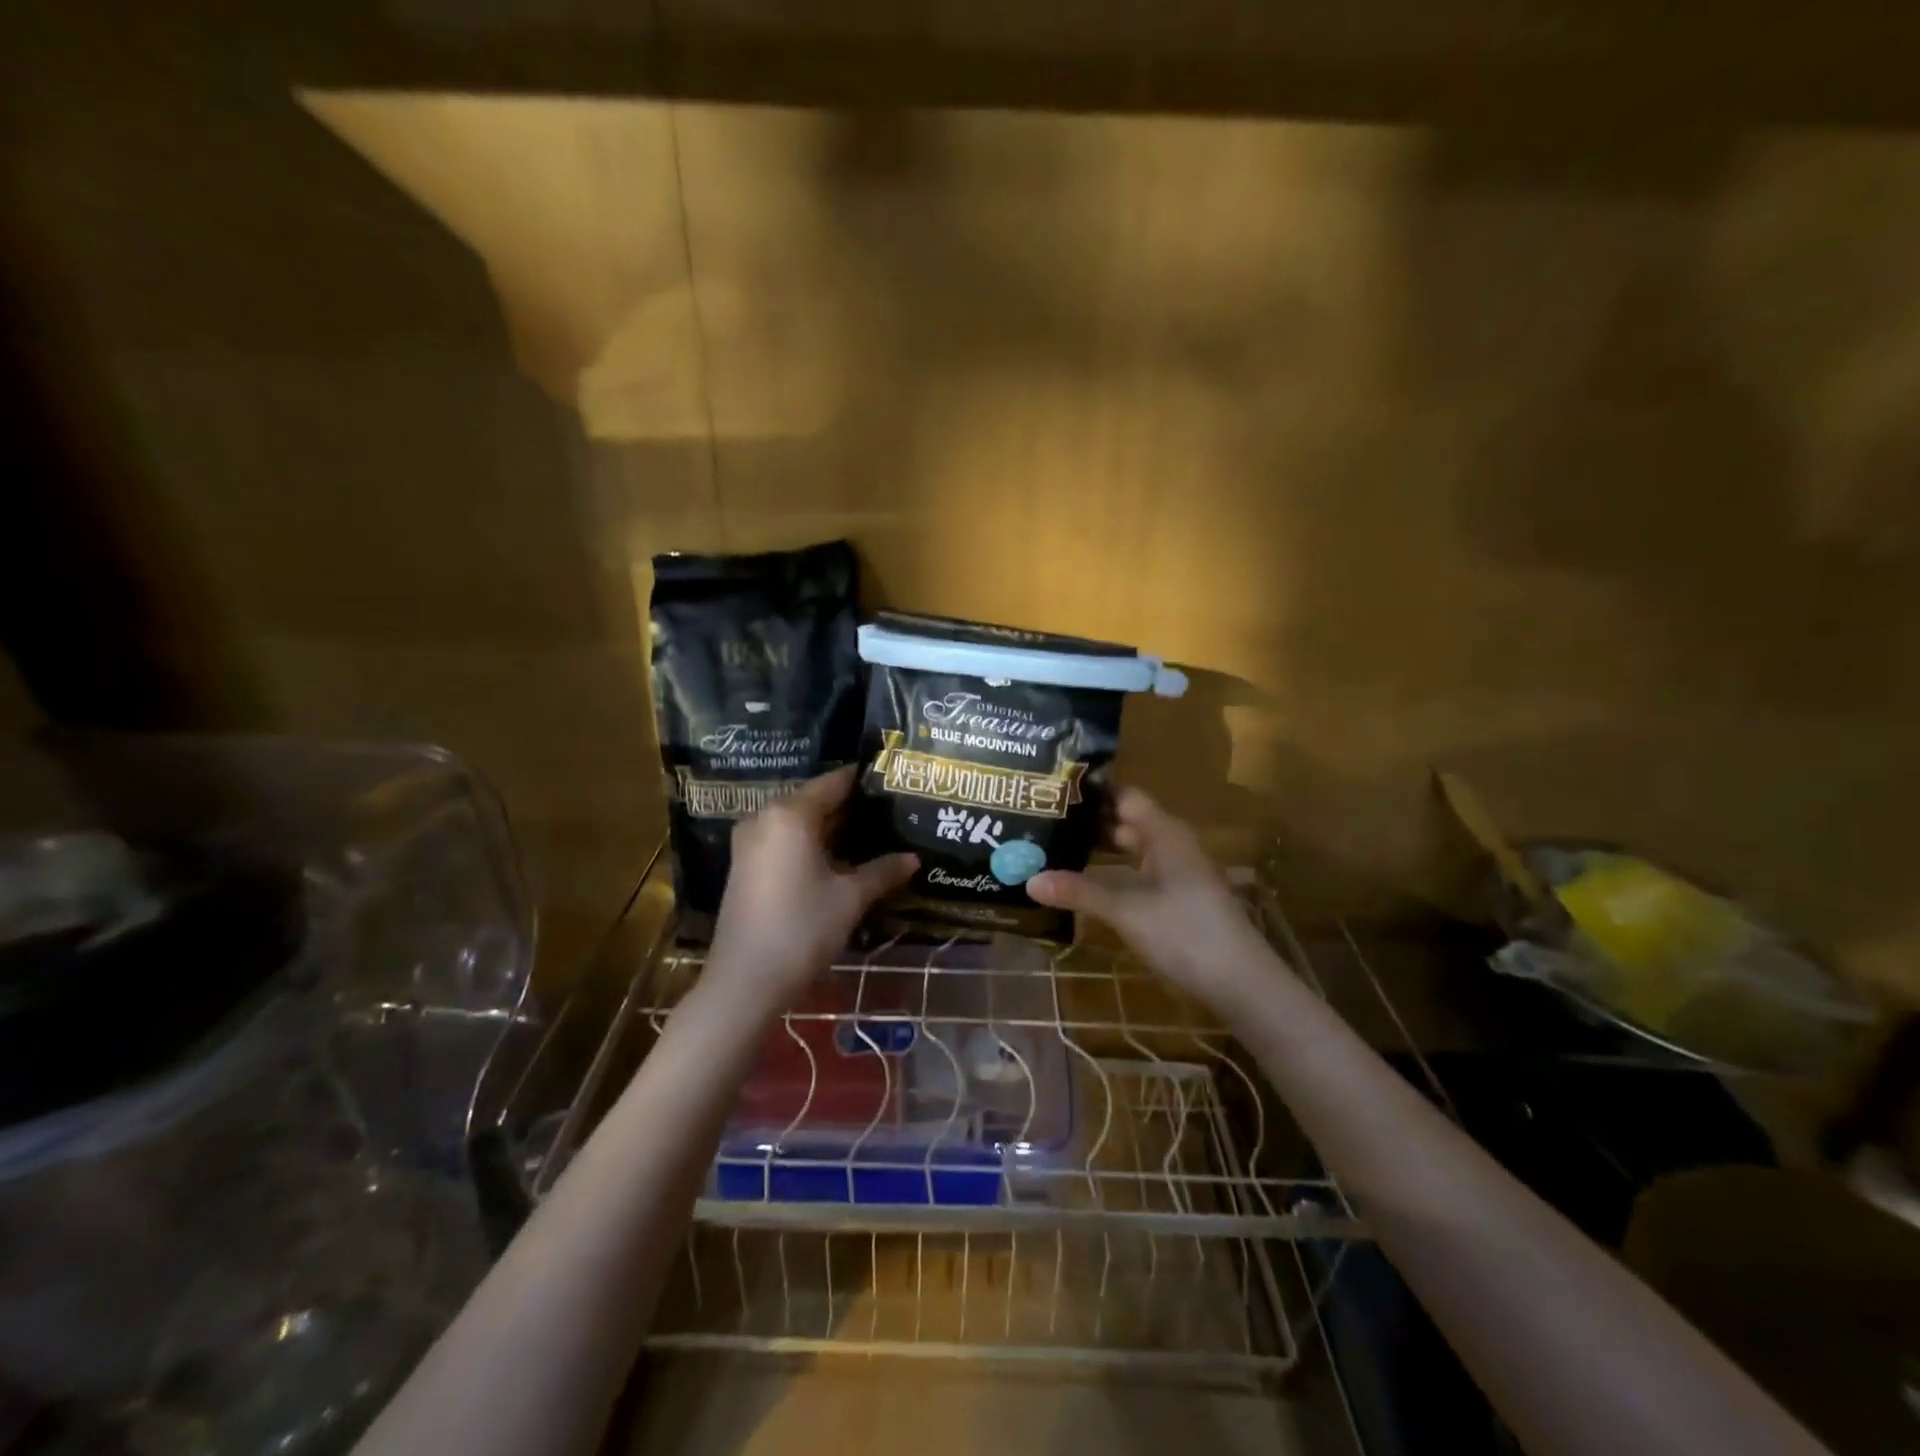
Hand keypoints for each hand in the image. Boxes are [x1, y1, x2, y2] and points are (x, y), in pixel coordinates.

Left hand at [705, 766, 917, 1013]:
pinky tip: (841, 861)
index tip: (895, 786)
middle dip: (852, 808)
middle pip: (816, 800)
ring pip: (800, 822)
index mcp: (791, 813)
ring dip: (833, 829)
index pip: (835, 781)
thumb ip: (883, 870)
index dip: (866, 782)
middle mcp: (766, 816)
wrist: (746, 980)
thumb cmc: (802, 928)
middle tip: (891, 814)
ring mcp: (751, 841)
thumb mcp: (851, 898)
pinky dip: (812, 844)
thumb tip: (914, 858)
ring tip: (874, 837)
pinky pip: (785, 840)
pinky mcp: (746, 865)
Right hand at [1027, 788, 1280, 1012]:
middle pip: (1125, 822)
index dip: (1092, 791)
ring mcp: (1176, 873)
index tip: (1053, 789)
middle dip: (1087, 822)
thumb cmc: (1186, 933)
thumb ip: (1079, 892)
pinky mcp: (1176, 899)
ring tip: (1054, 848)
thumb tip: (1029, 879)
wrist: (1241, 983)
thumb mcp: (1127, 910)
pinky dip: (1111, 873)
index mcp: (1165, 833)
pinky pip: (1137, 874)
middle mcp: (1171, 845)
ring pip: (1131, 851)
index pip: (1124, 796)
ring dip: (1098, 849)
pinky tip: (1085, 883)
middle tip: (1042, 821)